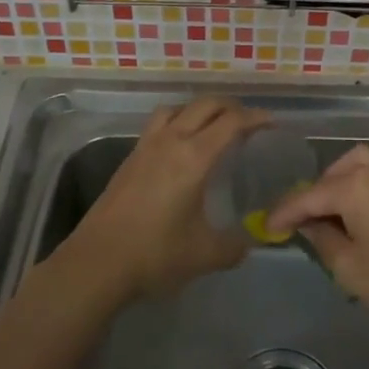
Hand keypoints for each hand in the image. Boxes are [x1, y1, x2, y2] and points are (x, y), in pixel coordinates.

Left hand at [64, 98, 270, 302]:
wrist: (97, 262)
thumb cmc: (155, 254)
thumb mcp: (205, 254)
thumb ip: (234, 246)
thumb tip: (250, 242)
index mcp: (194, 157)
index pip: (231, 122)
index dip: (255, 117)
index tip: (272, 123)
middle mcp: (170, 141)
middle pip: (204, 105)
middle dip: (231, 107)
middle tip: (248, 123)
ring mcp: (145, 147)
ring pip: (176, 108)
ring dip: (199, 110)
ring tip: (212, 127)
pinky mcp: (129, 158)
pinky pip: (158, 124)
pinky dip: (177, 122)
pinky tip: (181, 149)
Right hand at [265, 144, 368, 334]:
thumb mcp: (351, 269)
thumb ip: (322, 239)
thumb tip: (310, 223)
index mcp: (356, 186)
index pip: (308, 195)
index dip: (284, 213)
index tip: (266, 227)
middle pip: (335, 172)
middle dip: (315, 193)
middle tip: (303, 222)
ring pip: (360, 165)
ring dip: (339, 184)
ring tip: (331, 215)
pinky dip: (363, 186)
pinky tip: (361, 215)